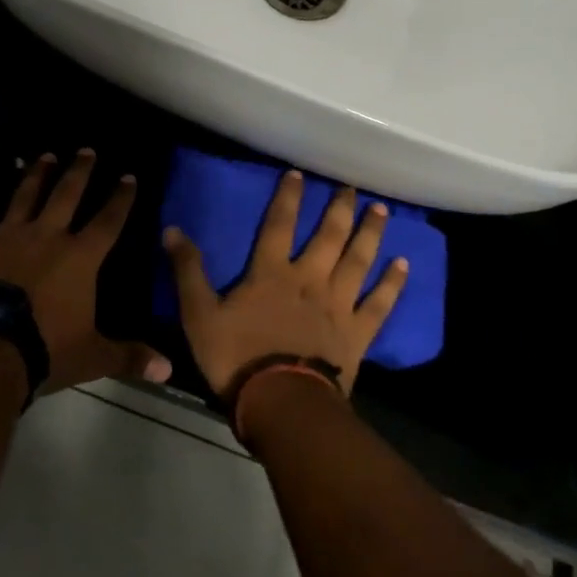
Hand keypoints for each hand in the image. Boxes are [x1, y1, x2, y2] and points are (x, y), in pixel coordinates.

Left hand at [0, 150, 170, 393]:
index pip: (108, 221)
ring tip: (42, 154)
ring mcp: (3, 238)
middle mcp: (45, 237)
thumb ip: (129, 357)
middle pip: (66, 195)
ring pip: (22, 197)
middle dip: (79, 171)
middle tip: (85, 149)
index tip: (128, 176)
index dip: (121, 198)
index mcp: (79, 257)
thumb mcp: (93, 356)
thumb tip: (169, 370)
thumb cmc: (44, 349)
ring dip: (33, 175)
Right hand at [165, 170, 407, 399]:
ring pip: (358, 260)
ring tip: (381, 210)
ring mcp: (338, 304)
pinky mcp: (357, 332)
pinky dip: (392, 283)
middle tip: (353, 187)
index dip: (287, 197)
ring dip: (370, 233)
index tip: (298, 173)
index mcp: (271, 273)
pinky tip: (404, 264)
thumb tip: (171, 229)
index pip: (279, 224)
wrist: (282, 403)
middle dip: (340, 208)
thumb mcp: (199, 315)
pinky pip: (379, 303)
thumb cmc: (237, 359)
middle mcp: (309, 279)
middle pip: (329, 236)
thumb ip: (188, 271)